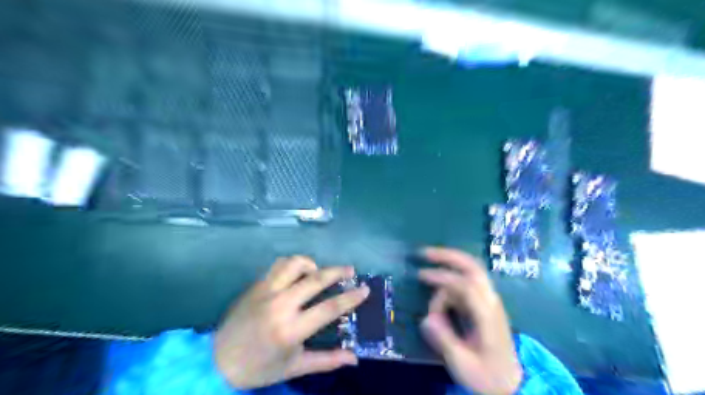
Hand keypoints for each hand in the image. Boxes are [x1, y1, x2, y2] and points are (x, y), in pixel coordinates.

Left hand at [214, 257, 368, 388]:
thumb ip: (327, 361)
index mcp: (291, 329)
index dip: (351, 298)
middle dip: (338, 272)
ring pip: (294, 264)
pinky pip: (278, 265)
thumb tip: (354, 358)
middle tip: (351, 270)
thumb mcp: (295, 367)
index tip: (365, 289)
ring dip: (312, 264)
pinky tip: (298, 273)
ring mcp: (266, 291)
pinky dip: (293, 264)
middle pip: (315, 279)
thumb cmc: (259, 367)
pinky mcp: (256, 285)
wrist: (218, 360)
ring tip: (319, 272)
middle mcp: (280, 305)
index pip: (329, 308)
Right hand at [418, 248, 522, 393]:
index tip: (420, 276)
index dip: (442, 277)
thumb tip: (425, 319)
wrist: (510, 385)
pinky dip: (448, 284)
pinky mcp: (483, 305)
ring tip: (426, 290)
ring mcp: (488, 301)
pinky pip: (464, 286)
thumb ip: (443, 339)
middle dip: (447, 256)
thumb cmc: (486, 376)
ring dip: (444, 277)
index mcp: (487, 315)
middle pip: (472, 267)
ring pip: (466, 275)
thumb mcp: (462, 364)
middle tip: (423, 253)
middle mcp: (490, 302)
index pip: (466, 285)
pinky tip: (438, 297)